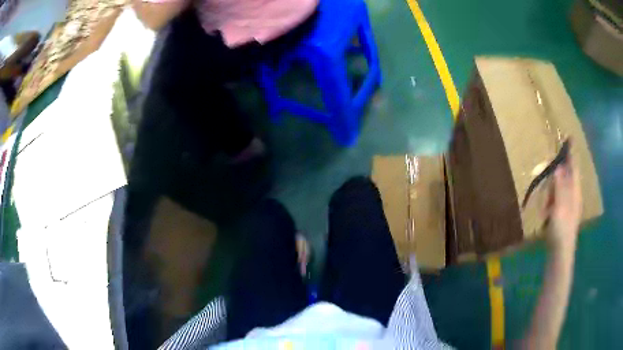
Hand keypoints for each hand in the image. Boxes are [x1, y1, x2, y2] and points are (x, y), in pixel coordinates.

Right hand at [544, 152, 581, 252]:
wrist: (560, 254)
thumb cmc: (561, 230)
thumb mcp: (559, 206)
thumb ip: (559, 186)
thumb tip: (557, 166)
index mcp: (574, 191)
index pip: (573, 167)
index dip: (571, 153)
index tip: (569, 138)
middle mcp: (573, 195)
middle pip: (565, 176)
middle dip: (556, 177)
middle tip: (549, 186)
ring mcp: (568, 205)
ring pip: (559, 189)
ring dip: (551, 193)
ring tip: (546, 208)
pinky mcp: (562, 214)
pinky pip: (556, 201)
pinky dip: (550, 203)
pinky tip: (546, 214)